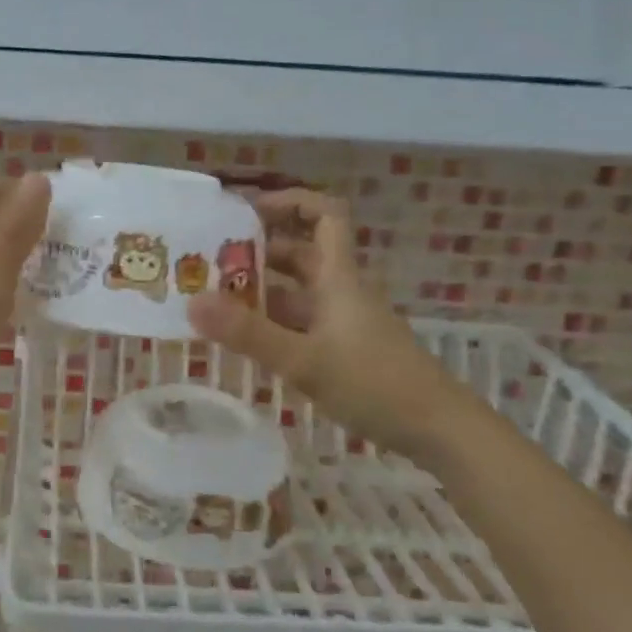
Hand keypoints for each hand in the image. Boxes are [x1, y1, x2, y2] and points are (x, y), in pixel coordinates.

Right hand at [186, 188, 475, 457]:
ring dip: (260, 289)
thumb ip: (248, 333)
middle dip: (257, 251)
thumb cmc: (374, 384)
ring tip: (214, 299)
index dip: (289, 201)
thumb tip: (192, 302)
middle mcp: (340, 290)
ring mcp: (343, 321)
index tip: (246, 211)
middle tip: (210, 260)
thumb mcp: (303, 360)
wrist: (439, 430)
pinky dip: (272, 322)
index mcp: (338, 277)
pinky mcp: (344, 348)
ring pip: (297, 291)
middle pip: (301, 252)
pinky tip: (244, 339)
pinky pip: (300, 321)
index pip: (323, 215)